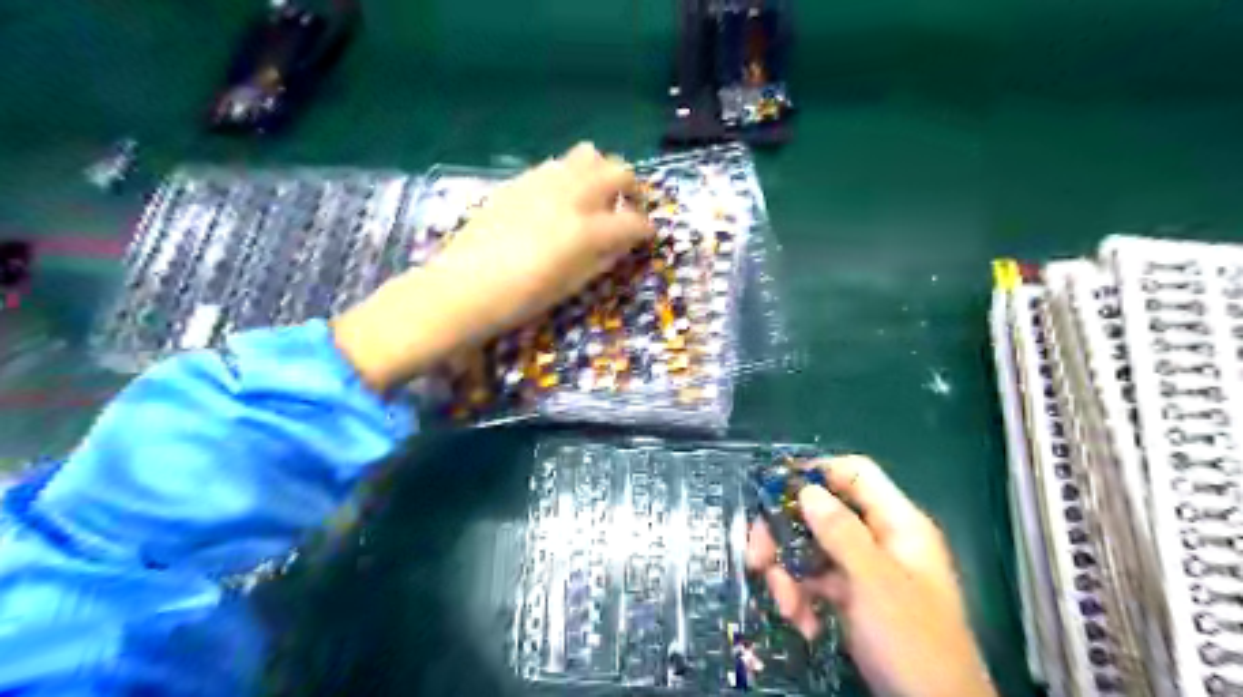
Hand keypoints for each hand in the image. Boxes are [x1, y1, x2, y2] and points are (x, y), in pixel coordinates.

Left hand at [336, 141, 652, 390]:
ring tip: (595, 197)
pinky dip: (570, 175)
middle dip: (632, 188)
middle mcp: (571, 195)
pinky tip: (560, 199)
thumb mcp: (572, 286)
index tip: (646, 236)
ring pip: (587, 155)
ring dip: (601, 173)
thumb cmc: (522, 298)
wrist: (464, 287)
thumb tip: (622, 243)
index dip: (646, 230)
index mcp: (587, 230)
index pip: (633, 221)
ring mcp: (543, 182)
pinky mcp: (519, 181)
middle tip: (627, 207)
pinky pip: (556, 165)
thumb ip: (603, 259)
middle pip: (618, 171)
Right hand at [742, 454, 998, 695]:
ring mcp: (862, 568)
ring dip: (790, 576)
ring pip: (810, 549)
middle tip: (757, 557)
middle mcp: (878, 539)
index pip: (855, 474)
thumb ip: (840, 533)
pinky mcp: (850, 596)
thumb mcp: (875, 583)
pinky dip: (802, 598)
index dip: (816, 473)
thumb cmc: (913, 641)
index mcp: (897, 524)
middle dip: (786, 536)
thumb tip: (806, 489)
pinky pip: (814, 581)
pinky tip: (804, 624)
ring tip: (788, 608)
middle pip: (821, 513)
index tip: (774, 488)